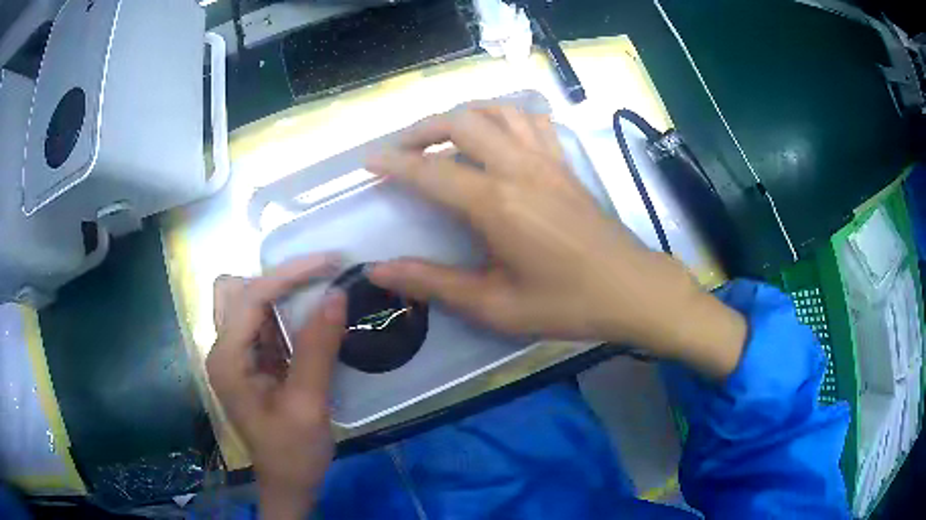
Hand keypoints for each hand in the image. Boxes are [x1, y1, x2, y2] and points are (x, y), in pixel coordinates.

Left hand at [207, 255, 345, 519]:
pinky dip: (283, 312)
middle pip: (235, 290)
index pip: (250, 297)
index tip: (329, 261)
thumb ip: (318, 348)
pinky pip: (261, 322)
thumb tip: (336, 294)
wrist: (288, 483)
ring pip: (246, 302)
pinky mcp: (250, 362)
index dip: (289, 274)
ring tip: (318, 291)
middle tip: (316, 281)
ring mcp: (235, 355)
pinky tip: (309, 318)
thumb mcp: (308, 405)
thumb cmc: (294, 453)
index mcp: (227, 360)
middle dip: (274, 279)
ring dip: (279, 293)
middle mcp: (223, 349)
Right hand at [365, 106, 745, 377]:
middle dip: (422, 128)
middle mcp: (519, 168)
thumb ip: (433, 283)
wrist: (631, 290)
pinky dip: (506, 115)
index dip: (394, 163)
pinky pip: (532, 121)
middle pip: (461, 122)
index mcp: (496, 204)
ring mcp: (547, 160)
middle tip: (401, 148)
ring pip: (497, 111)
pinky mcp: (565, 163)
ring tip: (443, 134)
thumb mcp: (494, 305)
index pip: (430, 171)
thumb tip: (379, 271)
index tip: (369, 161)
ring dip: (463, 115)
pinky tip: (497, 132)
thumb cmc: (566, 303)